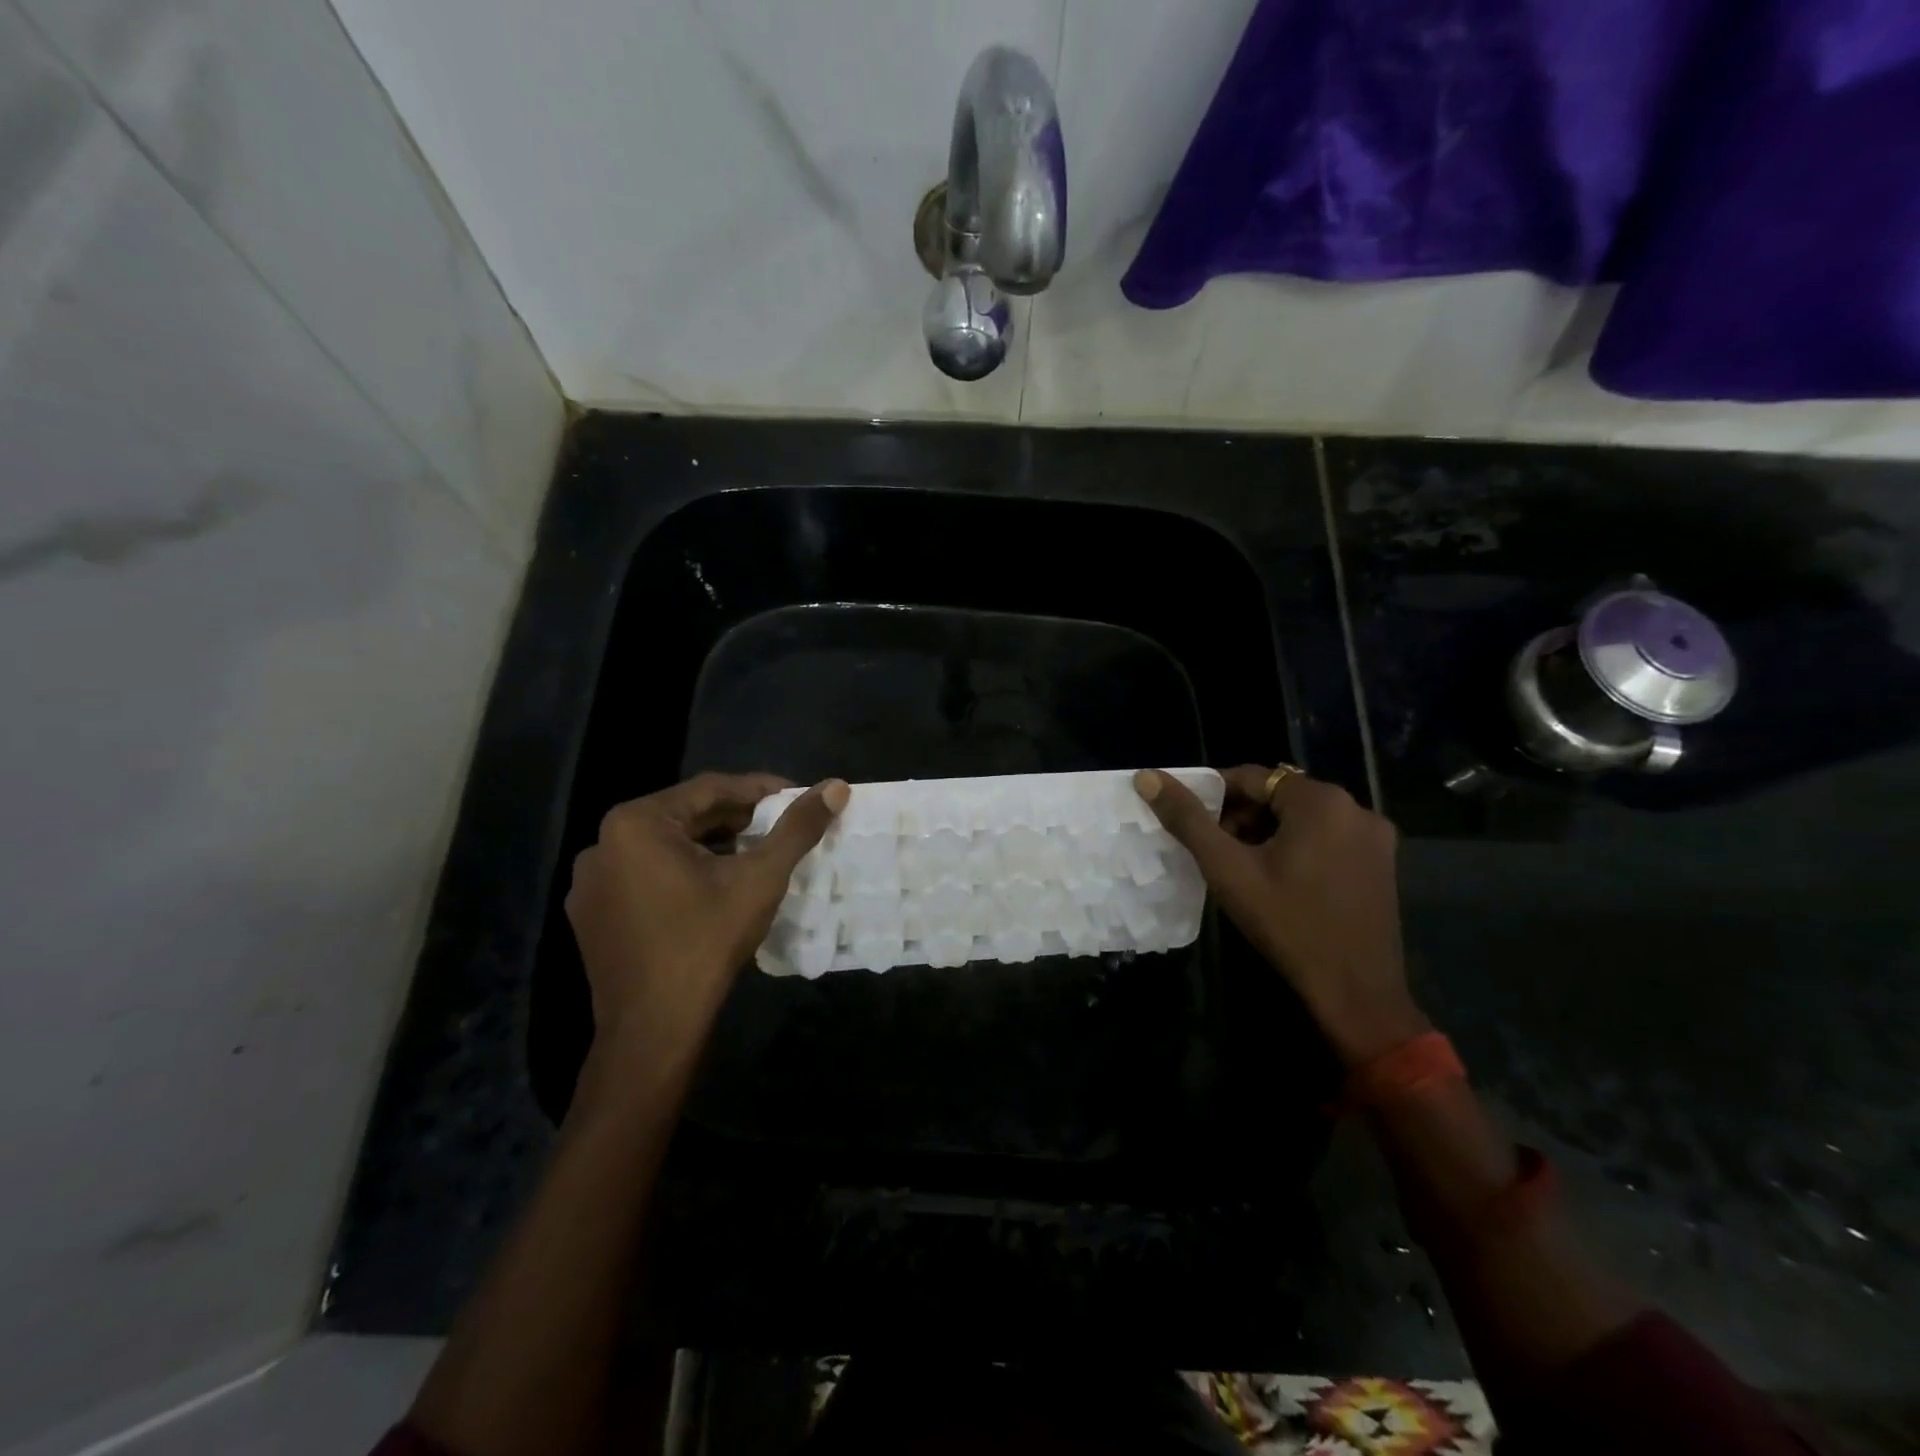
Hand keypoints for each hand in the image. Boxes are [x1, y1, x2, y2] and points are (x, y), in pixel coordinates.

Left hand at [565, 772, 847, 1095]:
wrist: (653, 1028)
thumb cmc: (706, 941)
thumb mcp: (760, 878)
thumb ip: (797, 828)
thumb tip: (837, 787)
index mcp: (636, 822)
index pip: (710, 789)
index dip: (760, 790)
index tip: (796, 797)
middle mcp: (603, 842)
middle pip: (684, 816)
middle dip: (736, 819)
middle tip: (778, 827)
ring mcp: (591, 881)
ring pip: (664, 847)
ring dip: (710, 845)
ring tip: (753, 855)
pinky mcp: (590, 914)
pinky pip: (644, 875)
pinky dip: (681, 872)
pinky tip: (712, 889)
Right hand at [1136, 765, 1426, 1065]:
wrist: (1355, 991)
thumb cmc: (1287, 923)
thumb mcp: (1228, 869)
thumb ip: (1187, 820)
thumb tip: (1147, 777)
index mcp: (1321, 800)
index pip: (1252, 777)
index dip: (1213, 795)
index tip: (1189, 819)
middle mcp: (1355, 807)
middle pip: (1280, 795)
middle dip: (1241, 816)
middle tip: (1213, 848)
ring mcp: (1375, 837)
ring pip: (1304, 818)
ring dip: (1267, 832)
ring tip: (1240, 866)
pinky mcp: (1382, 864)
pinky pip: (1328, 838)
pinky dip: (1298, 846)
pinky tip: (1279, 879)